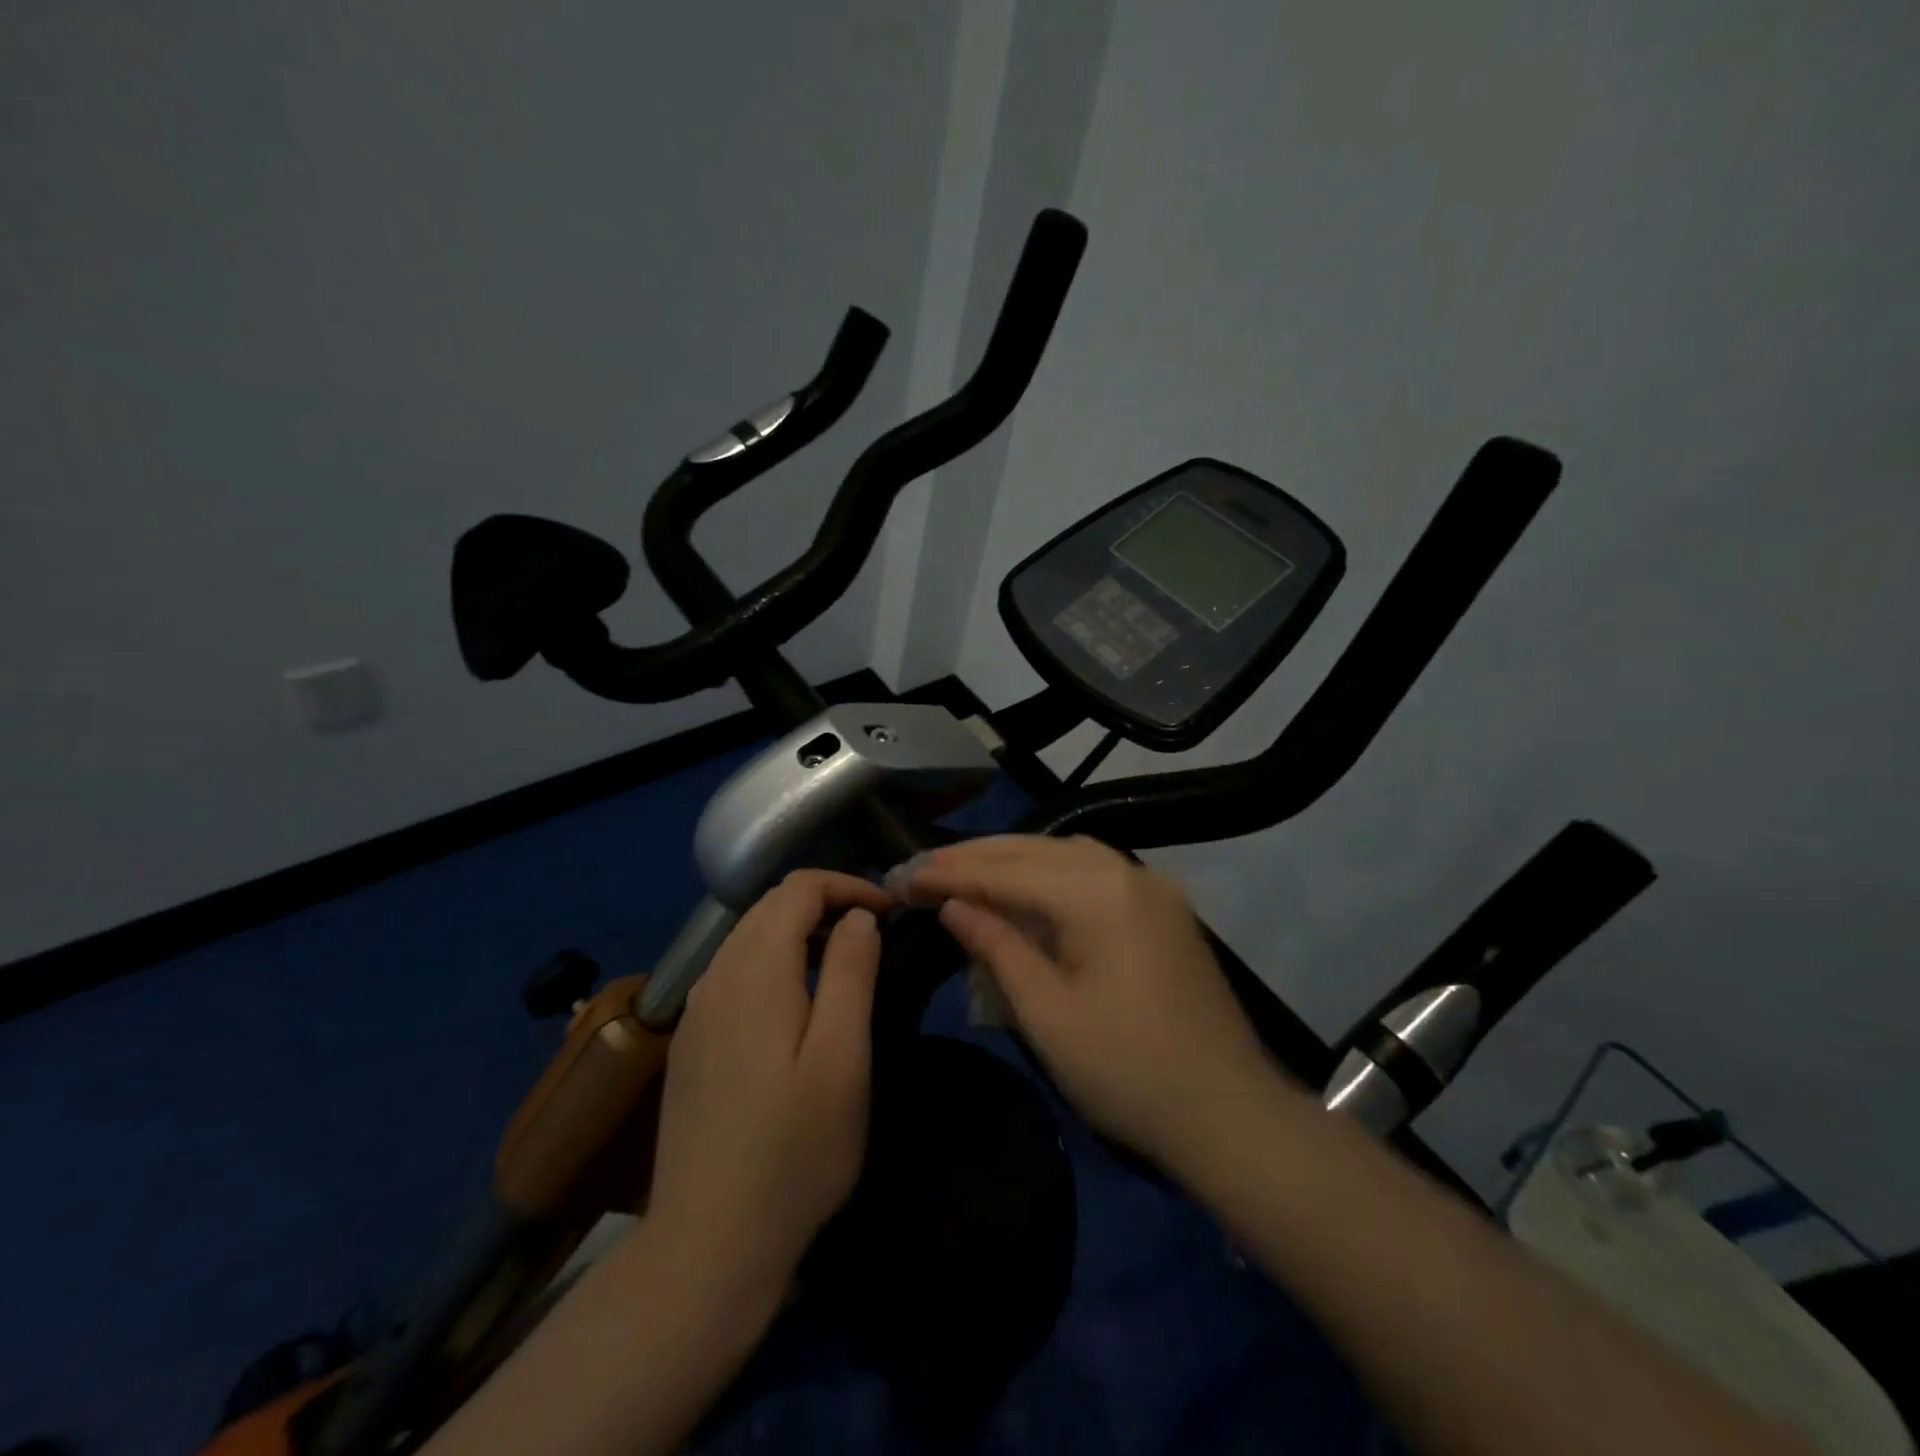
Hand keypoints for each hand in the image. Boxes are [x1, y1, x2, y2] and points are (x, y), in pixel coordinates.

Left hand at [646, 870, 892, 1301]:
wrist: (707, 1244)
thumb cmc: (794, 1150)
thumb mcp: (843, 1057)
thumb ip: (852, 972)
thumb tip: (859, 916)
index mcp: (754, 971)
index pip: (798, 888)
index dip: (848, 885)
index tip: (890, 912)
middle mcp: (716, 976)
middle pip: (769, 906)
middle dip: (826, 902)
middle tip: (875, 931)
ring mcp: (696, 1011)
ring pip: (748, 936)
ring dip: (799, 931)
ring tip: (845, 962)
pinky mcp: (691, 1042)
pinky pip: (734, 972)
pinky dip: (773, 961)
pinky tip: (798, 1004)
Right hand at [896, 835, 1278, 1174]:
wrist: (1228, 1114)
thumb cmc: (1126, 1070)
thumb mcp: (1047, 1013)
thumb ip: (997, 946)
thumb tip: (955, 905)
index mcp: (1096, 892)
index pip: (1007, 870)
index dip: (952, 874)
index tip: (904, 877)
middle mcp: (1126, 871)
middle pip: (1036, 849)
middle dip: (977, 857)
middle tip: (924, 869)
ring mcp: (1151, 887)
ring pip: (1067, 852)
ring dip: (1014, 858)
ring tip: (967, 871)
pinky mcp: (1163, 909)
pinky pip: (1095, 871)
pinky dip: (1051, 872)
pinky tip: (1028, 887)